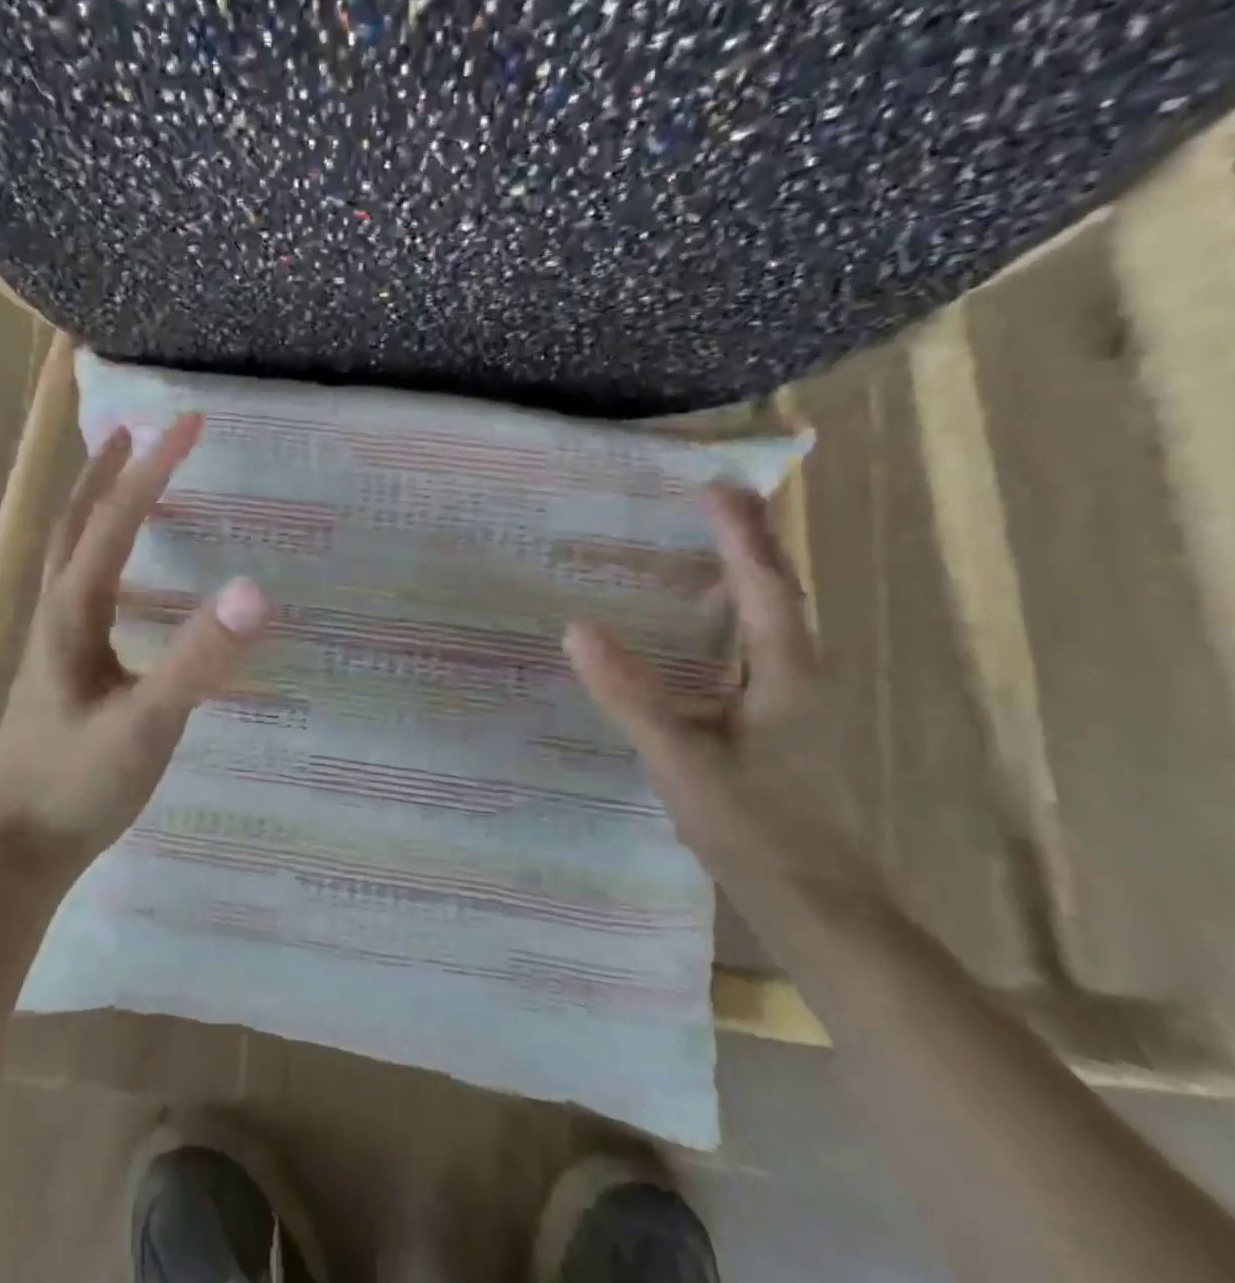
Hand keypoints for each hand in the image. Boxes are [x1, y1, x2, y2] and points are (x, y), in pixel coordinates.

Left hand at [0, 412, 272, 870]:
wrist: (18, 849)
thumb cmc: (77, 785)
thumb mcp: (147, 724)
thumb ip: (197, 660)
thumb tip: (252, 589)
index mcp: (73, 611)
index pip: (115, 519)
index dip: (154, 468)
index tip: (190, 422)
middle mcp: (57, 612)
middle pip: (76, 522)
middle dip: (107, 470)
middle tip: (138, 431)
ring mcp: (56, 641)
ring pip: (71, 553)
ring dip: (96, 506)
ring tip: (126, 481)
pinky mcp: (63, 667)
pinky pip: (82, 587)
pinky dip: (101, 554)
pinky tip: (125, 578)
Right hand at [564, 483, 868, 895]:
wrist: (821, 910)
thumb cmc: (756, 831)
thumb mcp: (680, 759)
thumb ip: (630, 694)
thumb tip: (577, 629)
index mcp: (786, 675)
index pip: (763, 587)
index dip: (739, 536)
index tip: (713, 489)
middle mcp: (801, 679)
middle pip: (780, 595)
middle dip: (753, 544)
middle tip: (720, 503)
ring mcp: (797, 707)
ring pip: (775, 625)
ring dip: (749, 580)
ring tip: (715, 551)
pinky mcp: (784, 731)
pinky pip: (760, 654)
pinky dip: (738, 622)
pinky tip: (709, 638)